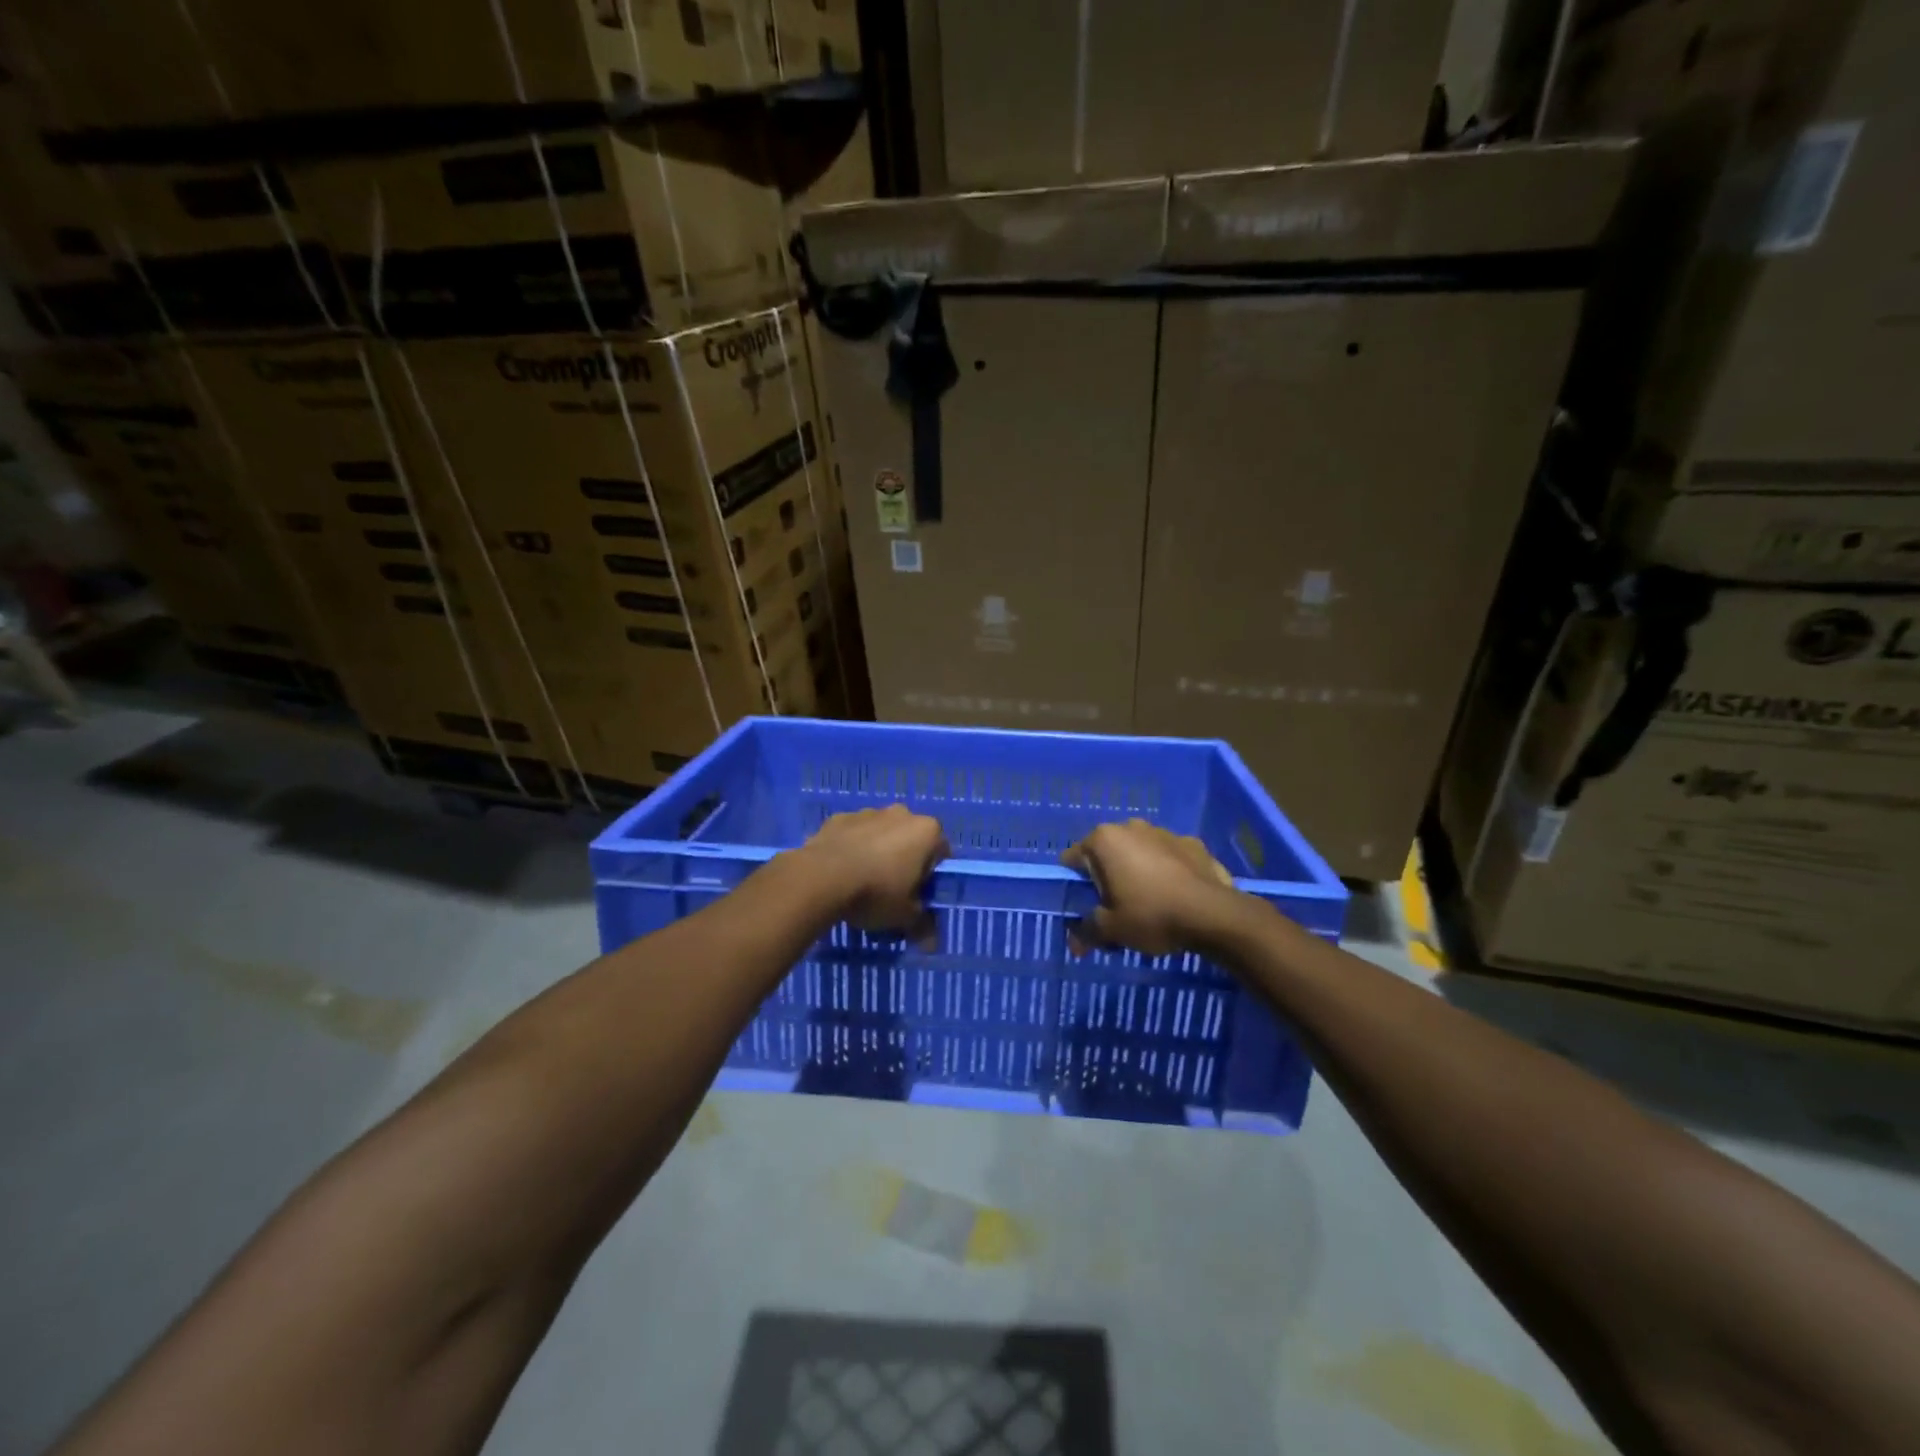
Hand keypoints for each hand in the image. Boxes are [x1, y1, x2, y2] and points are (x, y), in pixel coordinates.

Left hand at [798, 805, 948, 943]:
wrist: (821, 878)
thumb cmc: (876, 893)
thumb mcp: (905, 917)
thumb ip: (923, 925)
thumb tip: (932, 944)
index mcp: (927, 832)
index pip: (941, 853)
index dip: (931, 876)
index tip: (918, 894)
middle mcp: (901, 814)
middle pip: (910, 839)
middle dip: (904, 859)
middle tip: (892, 889)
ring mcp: (868, 812)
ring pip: (880, 834)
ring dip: (877, 851)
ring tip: (862, 881)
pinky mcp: (839, 818)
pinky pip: (852, 834)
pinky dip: (851, 847)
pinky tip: (840, 871)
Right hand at [1061, 819, 1240, 955]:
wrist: (1214, 915)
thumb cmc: (1151, 915)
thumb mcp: (1111, 930)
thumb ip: (1087, 932)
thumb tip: (1075, 944)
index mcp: (1104, 840)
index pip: (1073, 859)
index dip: (1075, 885)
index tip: (1086, 907)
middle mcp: (1131, 827)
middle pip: (1107, 853)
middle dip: (1108, 877)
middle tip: (1116, 908)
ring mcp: (1165, 832)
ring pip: (1139, 852)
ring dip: (1138, 871)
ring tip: (1149, 904)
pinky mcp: (1193, 844)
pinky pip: (1169, 858)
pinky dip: (1167, 872)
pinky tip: (1175, 897)